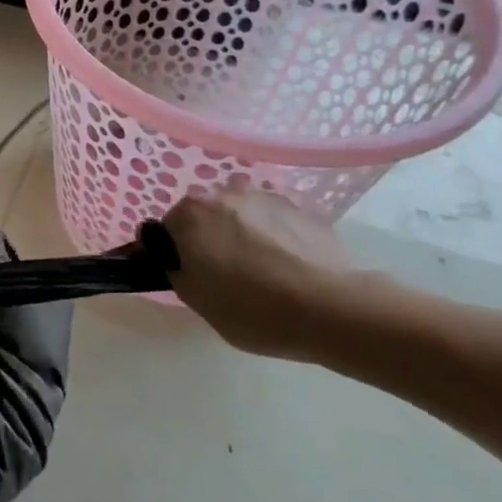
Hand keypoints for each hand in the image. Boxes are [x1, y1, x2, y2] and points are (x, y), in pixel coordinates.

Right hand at [160, 187, 362, 360]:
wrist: (333, 309)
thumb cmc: (253, 308)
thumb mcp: (197, 301)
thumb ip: (177, 272)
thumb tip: (175, 260)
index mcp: (190, 213)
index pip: (168, 229)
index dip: (176, 254)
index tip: (191, 276)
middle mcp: (223, 193)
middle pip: (204, 216)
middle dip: (208, 238)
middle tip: (224, 274)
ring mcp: (265, 196)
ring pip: (240, 215)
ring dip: (241, 233)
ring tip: (261, 270)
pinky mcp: (301, 208)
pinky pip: (273, 221)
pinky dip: (272, 236)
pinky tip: (287, 267)